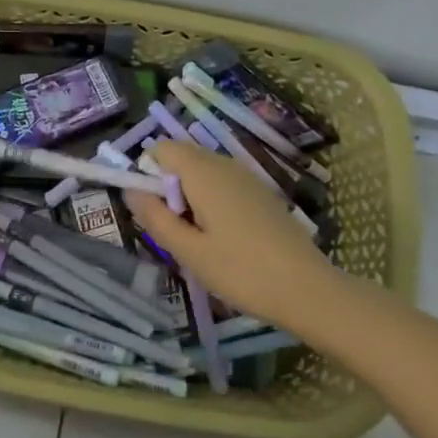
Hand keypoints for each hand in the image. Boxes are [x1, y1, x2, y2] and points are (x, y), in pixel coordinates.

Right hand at [126, 140, 336, 330]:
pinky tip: (223, 240)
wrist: (308, 289)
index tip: (152, 211)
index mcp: (203, 172)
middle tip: (175, 232)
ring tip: (198, 241)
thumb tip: (130, 190)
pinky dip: (211, 202)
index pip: (161, 148)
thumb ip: (155, 217)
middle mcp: (224, 164)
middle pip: (182, 158)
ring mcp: (247, 177)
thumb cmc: (242, 271)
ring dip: (189, 197)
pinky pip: (223, 184)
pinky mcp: (261, 193)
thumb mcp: (189, 251)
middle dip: (168, 187)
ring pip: (203, 173)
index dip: (147, 173)